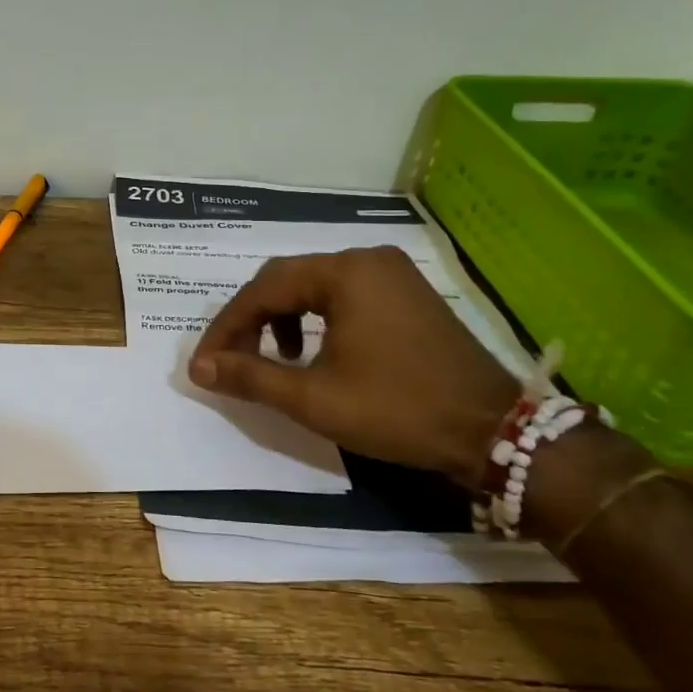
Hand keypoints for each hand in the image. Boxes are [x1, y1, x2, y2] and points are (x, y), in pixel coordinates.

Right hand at [188, 247, 520, 492]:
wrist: (493, 431)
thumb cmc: (397, 410)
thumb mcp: (314, 398)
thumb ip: (250, 376)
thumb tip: (198, 368)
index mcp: (344, 274)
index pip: (262, 291)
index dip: (226, 328)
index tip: (204, 364)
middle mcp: (366, 259)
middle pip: (286, 280)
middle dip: (251, 320)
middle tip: (230, 359)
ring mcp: (392, 273)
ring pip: (313, 286)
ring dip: (282, 317)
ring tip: (274, 358)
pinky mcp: (407, 292)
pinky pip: (343, 294)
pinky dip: (316, 317)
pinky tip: (315, 350)